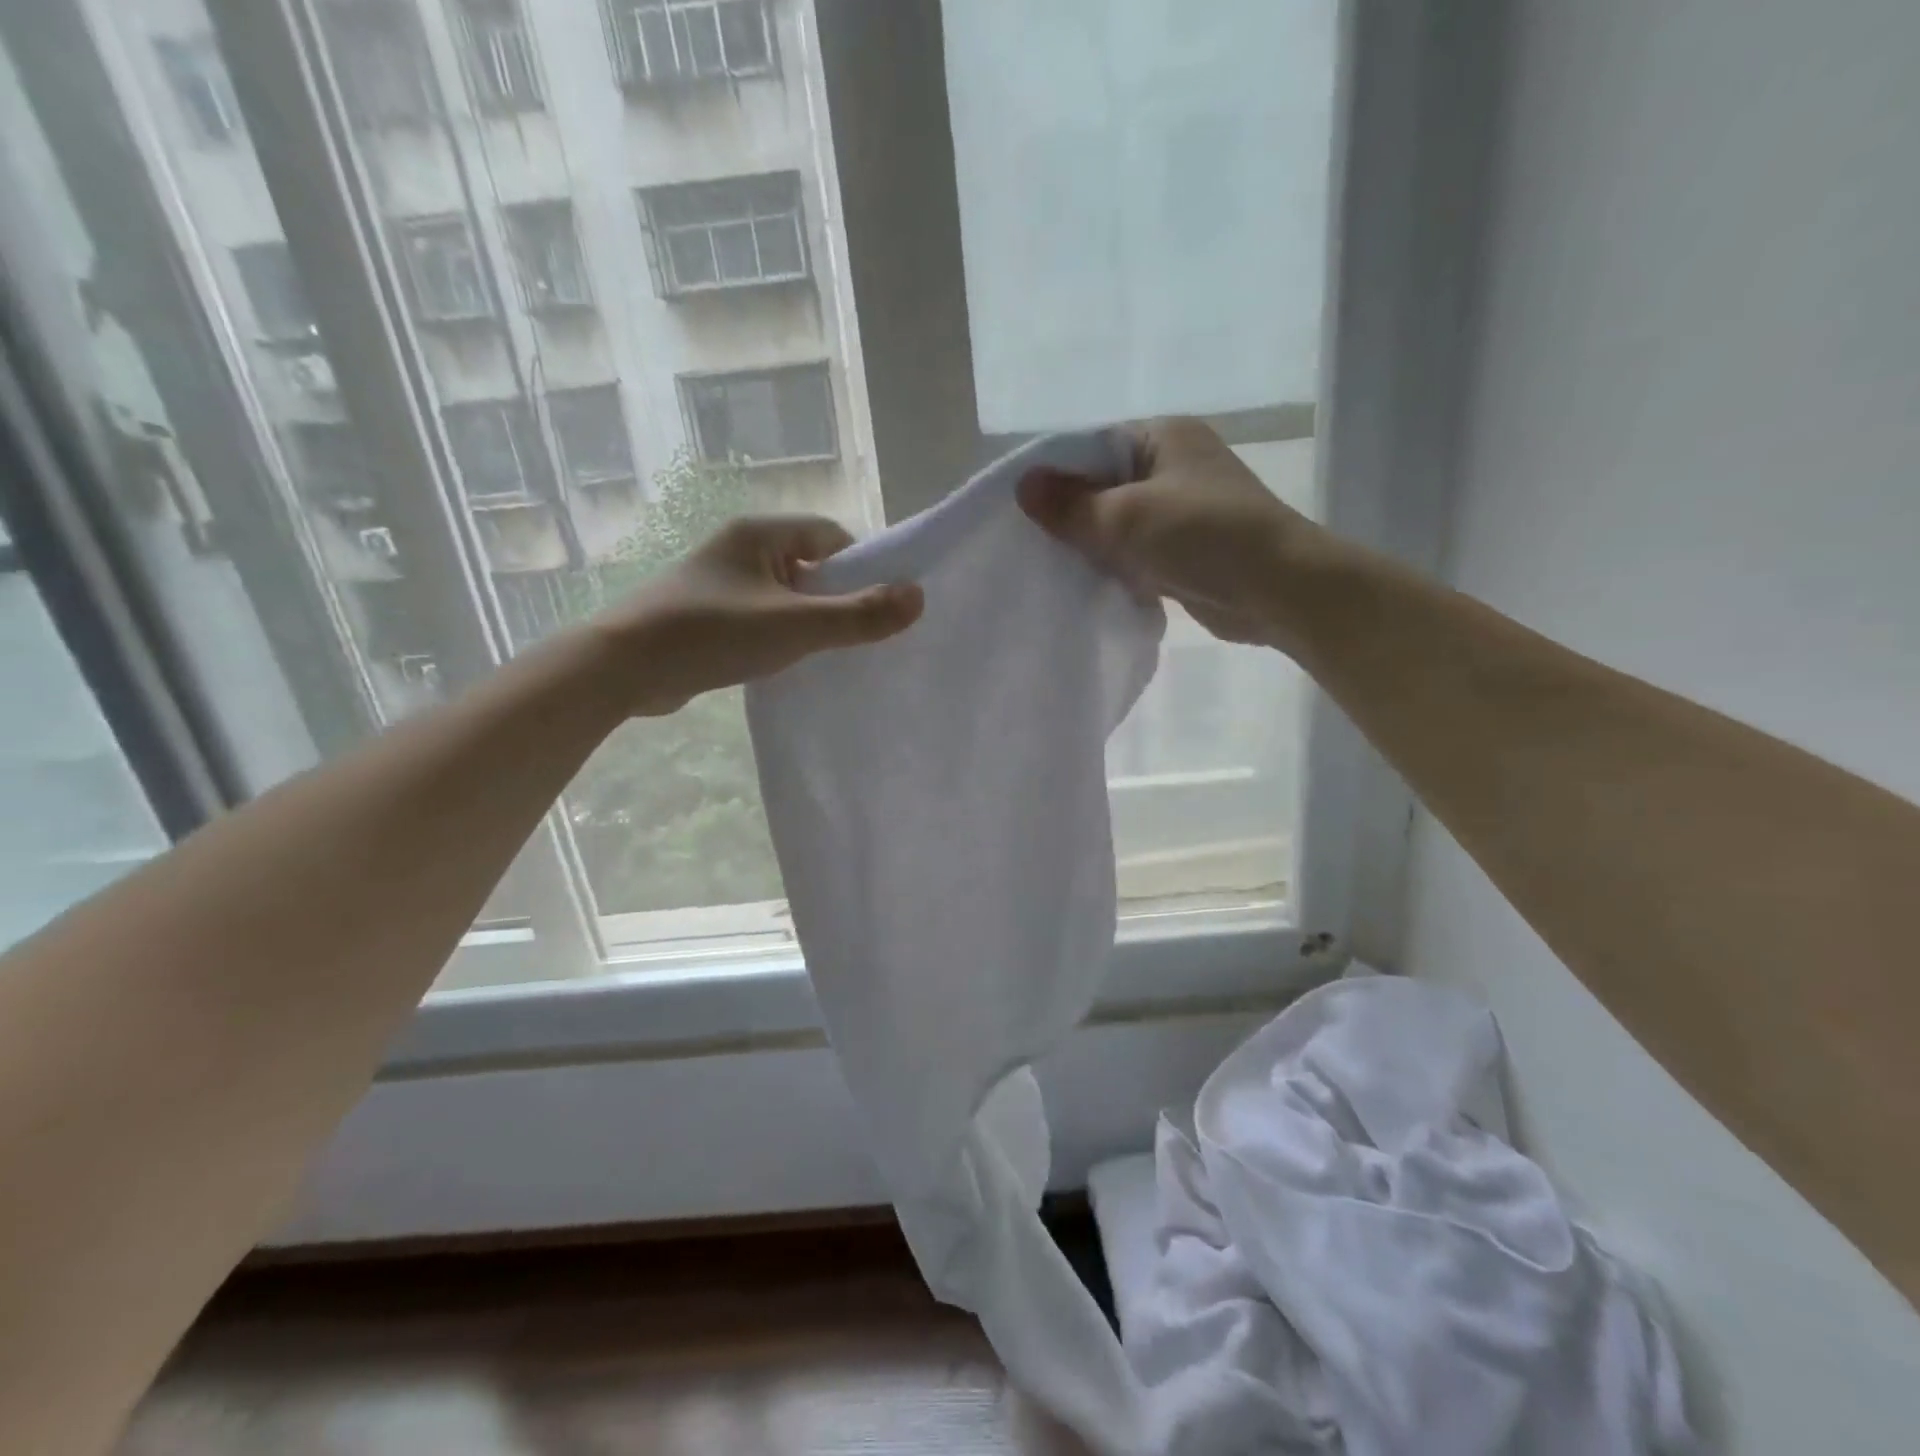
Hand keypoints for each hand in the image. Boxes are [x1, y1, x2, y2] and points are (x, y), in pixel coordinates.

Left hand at [601, 515, 922, 715]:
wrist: (621, 668)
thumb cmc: (712, 633)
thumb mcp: (795, 625)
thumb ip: (859, 615)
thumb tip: (919, 597)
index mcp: (760, 534)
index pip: (830, 535)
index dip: (861, 567)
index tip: (877, 605)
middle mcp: (740, 549)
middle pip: (811, 566)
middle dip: (837, 598)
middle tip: (856, 635)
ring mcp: (720, 583)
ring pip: (785, 595)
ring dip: (808, 621)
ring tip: (823, 654)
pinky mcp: (706, 615)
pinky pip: (761, 617)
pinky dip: (779, 636)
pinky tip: (785, 665)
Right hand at [1017, 416, 1317, 649]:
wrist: (1278, 590)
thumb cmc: (1203, 537)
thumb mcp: (1127, 516)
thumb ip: (1071, 504)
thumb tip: (1023, 485)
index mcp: (1163, 436)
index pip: (1091, 446)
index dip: (1054, 475)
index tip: (1019, 508)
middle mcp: (1172, 465)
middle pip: (1102, 485)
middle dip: (1070, 514)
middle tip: (1029, 542)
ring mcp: (1180, 509)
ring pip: (1117, 522)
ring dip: (1091, 544)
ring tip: (1050, 565)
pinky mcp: (1184, 549)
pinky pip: (1134, 551)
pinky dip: (1113, 565)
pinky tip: (1086, 583)